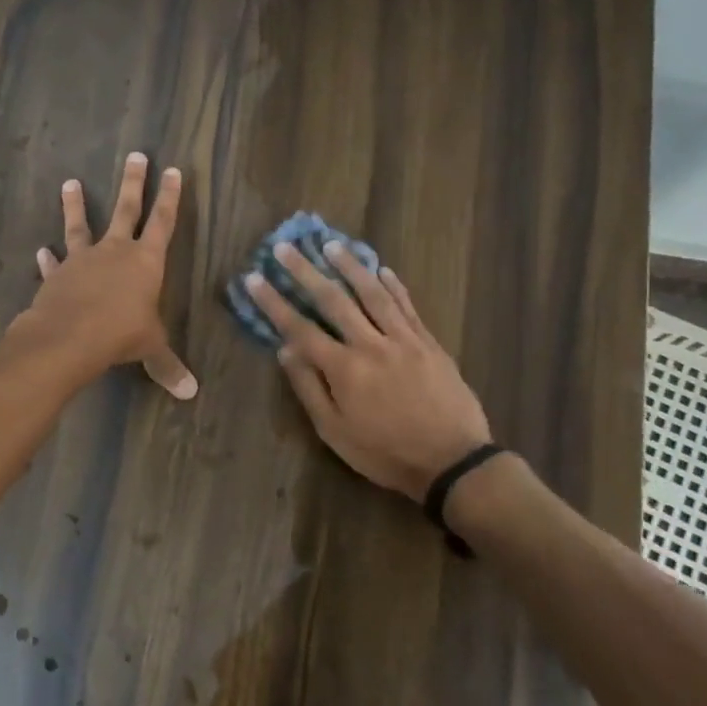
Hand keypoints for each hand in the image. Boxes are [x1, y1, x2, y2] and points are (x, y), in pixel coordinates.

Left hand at [11, 153, 196, 398]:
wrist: (69, 336)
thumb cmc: (120, 334)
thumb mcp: (150, 348)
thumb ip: (167, 366)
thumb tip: (190, 393)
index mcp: (146, 261)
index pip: (164, 222)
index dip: (170, 197)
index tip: (173, 170)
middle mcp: (115, 251)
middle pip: (127, 209)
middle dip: (134, 183)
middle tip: (135, 155)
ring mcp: (83, 259)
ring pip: (81, 225)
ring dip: (77, 205)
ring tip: (70, 182)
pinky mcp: (57, 275)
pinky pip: (54, 263)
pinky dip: (48, 258)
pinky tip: (41, 251)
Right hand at [244, 243, 490, 499]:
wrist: (452, 461)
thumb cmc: (385, 453)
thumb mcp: (335, 432)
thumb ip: (309, 388)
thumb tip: (285, 350)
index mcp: (344, 369)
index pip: (300, 328)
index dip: (274, 302)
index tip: (254, 278)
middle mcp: (371, 344)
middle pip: (333, 300)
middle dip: (305, 271)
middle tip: (285, 246)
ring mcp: (403, 339)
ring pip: (372, 293)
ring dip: (349, 266)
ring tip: (330, 244)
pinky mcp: (429, 342)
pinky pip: (407, 306)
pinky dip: (393, 285)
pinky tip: (382, 269)